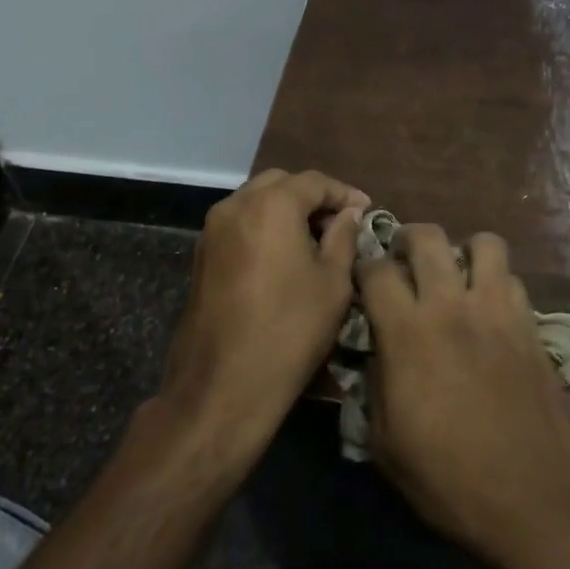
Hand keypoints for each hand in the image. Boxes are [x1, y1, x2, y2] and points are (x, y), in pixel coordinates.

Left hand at [160, 168, 369, 463]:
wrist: (223, 386)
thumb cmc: (290, 330)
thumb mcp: (333, 283)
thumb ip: (343, 237)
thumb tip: (348, 213)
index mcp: (271, 206)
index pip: (314, 182)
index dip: (344, 193)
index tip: (367, 210)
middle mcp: (235, 206)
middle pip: (281, 184)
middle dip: (313, 197)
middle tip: (341, 223)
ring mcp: (212, 230)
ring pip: (256, 201)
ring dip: (287, 210)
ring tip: (316, 239)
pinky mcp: (202, 256)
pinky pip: (240, 224)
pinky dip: (265, 227)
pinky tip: (285, 255)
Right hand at [358, 225, 569, 568]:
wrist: (535, 500)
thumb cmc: (449, 481)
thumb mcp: (386, 445)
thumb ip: (374, 385)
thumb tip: (377, 352)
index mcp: (408, 333)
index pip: (376, 270)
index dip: (363, 265)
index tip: (362, 275)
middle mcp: (453, 306)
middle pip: (428, 237)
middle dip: (409, 238)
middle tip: (405, 259)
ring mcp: (499, 311)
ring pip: (484, 243)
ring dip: (464, 250)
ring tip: (456, 275)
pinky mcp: (532, 325)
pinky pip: (513, 280)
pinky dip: (497, 282)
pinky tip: (490, 310)